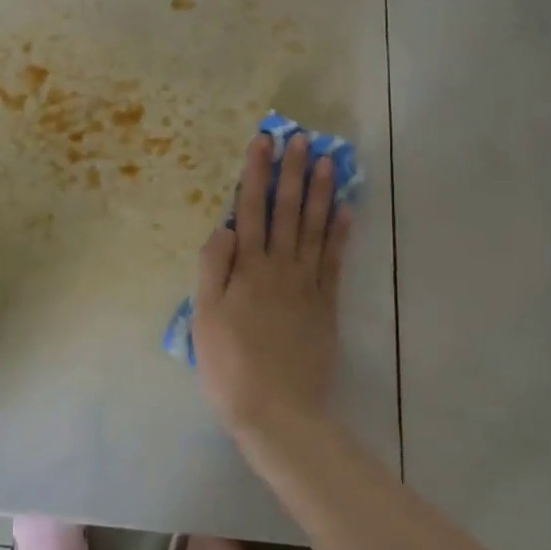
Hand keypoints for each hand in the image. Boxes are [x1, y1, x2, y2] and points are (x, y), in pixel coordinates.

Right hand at [193, 133, 352, 443]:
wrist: (277, 411)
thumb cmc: (229, 363)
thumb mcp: (204, 315)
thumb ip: (213, 267)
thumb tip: (225, 227)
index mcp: (248, 267)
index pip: (252, 208)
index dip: (257, 173)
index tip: (263, 141)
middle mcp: (280, 266)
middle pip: (288, 210)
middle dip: (293, 172)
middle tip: (301, 139)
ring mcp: (307, 284)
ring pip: (316, 228)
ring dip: (321, 192)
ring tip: (328, 161)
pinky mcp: (326, 304)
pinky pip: (335, 260)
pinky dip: (341, 233)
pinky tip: (346, 209)